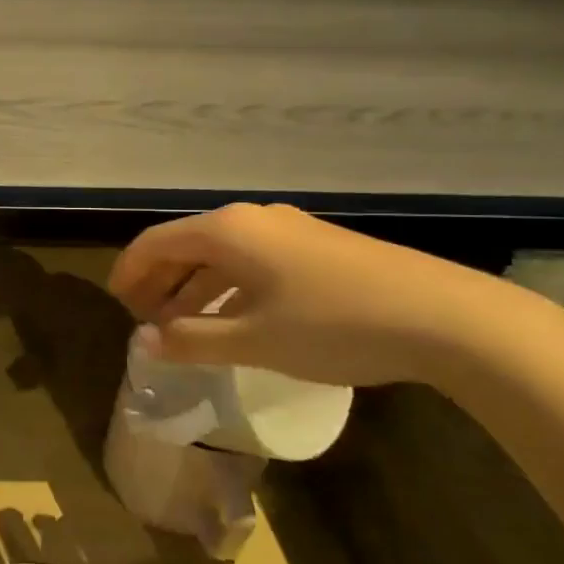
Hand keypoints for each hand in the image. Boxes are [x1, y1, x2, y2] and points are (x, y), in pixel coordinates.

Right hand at [108, 204, 514, 387]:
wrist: (448, 318)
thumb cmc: (334, 325)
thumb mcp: (253, 340)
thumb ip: (191, 340)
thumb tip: (144, 344)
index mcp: (227, 231)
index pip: (156, 242)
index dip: (129, 271)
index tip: (115, 304)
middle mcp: (253, 219)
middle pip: (187, 244)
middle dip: (159, 281)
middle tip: (144, 319)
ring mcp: (290, 230)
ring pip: (222, 255)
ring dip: (194, 288)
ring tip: (181, 326)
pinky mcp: (319, 248)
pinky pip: (253, 261)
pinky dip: (228, 287)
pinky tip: (234, 319)